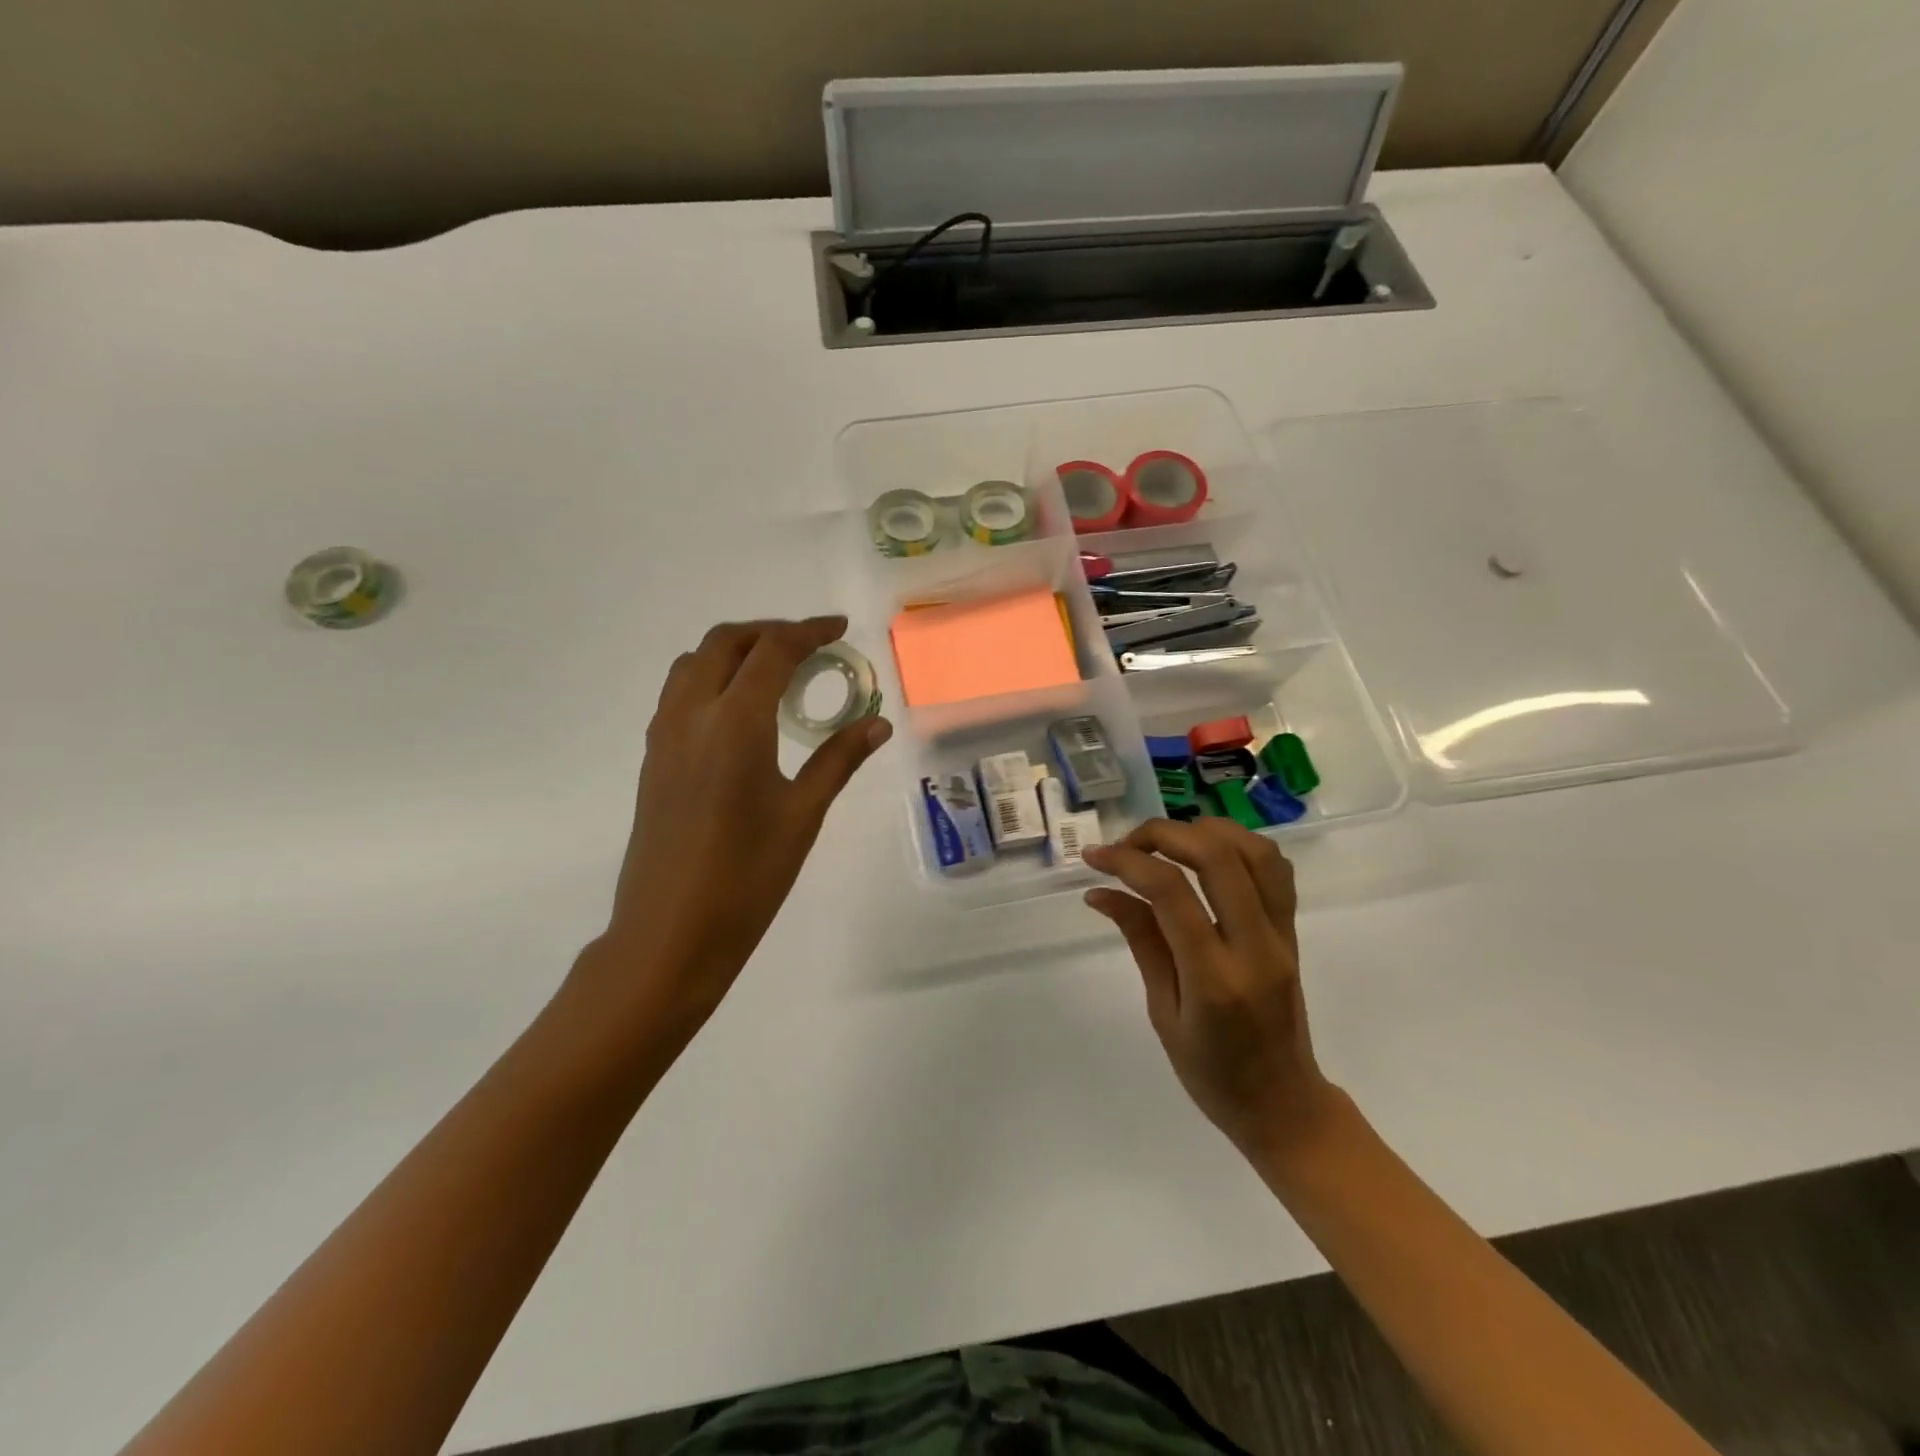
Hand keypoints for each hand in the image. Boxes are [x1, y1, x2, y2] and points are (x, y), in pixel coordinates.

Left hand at [575, 616, 890, 1048]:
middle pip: (724, 642)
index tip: (839, 630)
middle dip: (769, 632)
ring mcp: (664, 736)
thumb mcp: (802, 815)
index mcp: (734, 724)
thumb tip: (878, 724)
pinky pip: (679, 694)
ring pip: (693, 663)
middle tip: (810, 647)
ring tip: (776, 673)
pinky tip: (741, 713)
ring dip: (735, 651)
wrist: (669, 934)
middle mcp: (691, 716)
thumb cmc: (746, 878)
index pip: (772, 652)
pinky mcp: (653, 760)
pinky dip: (712, 679)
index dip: (808, 632)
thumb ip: (838, 759)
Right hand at [1083, 819, 1335, 1163]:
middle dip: (1163, 834)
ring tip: (1165, 844)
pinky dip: (1238, 846)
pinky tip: (1206, 856)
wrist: (1284, 1105)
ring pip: (1254, 851)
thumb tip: (1101, 892)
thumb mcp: (1162, 1012)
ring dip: (1204, 832)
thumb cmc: (1212, 1074)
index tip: (1095, 858)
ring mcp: (1281, 936)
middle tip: (1127, 845)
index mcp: (1214, 978)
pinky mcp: (1293, 931)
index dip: (1128, 862)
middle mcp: (1255, 947)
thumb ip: (1140, 941)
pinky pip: (1275, 869)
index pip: (1172, 893)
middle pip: (1217, 856)